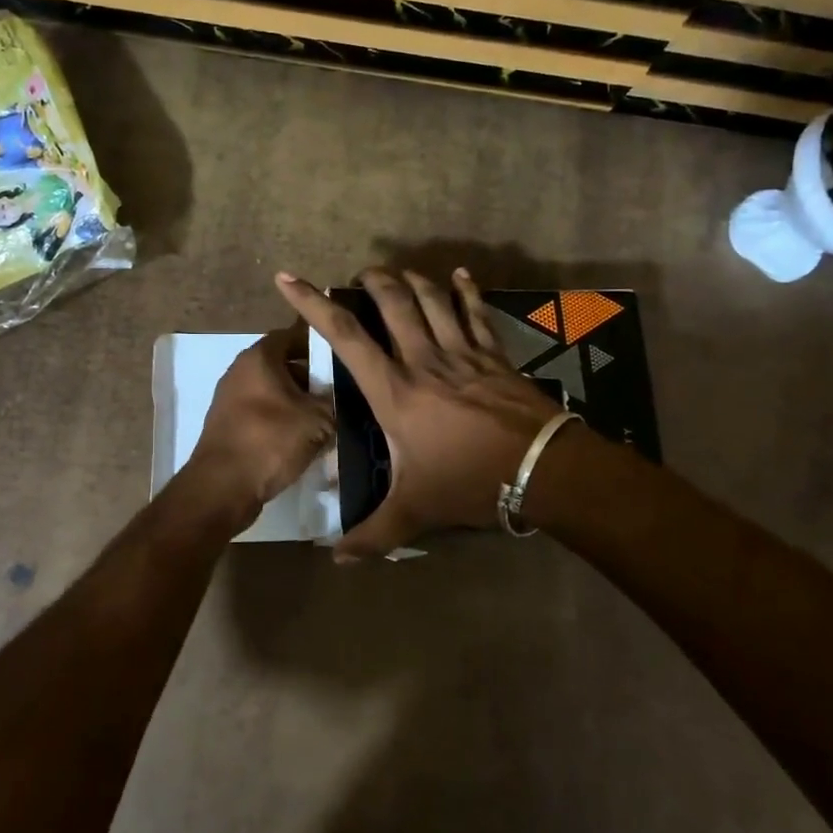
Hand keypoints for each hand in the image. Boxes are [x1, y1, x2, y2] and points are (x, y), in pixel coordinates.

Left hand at [186, 322, 334, 511]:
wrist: (223, 486)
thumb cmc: (271, 440)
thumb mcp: (318, 419)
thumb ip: (332, 400)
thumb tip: (336, 398)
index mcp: (259, 357)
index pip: (292, 335)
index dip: (318, 343)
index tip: (341, 357)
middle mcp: (239, 370)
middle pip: (281, 364)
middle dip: (310, 377)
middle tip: (337, 392)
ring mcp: (229, 398)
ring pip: (272, 391)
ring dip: (296, 402)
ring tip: (324, 419)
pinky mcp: (227, 424)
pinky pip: (261, 413)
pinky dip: (280, 420)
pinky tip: (300, 439)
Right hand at [276, 267, 563, 559]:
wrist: (542, 469)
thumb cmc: (469, 483)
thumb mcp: (415, 512)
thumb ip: (373, 534)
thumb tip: (337, 559)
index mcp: (394, 391)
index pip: (345, 336)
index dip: (312, 304)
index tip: (290, 278)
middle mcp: (423, 360)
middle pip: (393, 302)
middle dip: (372, 281)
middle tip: (358, 277)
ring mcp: (462, 352)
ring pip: (432, 299)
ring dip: (412, 280)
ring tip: (397, 274)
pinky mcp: (493, 354)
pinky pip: (476, 312)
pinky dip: (467, 290)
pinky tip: (460, 274)